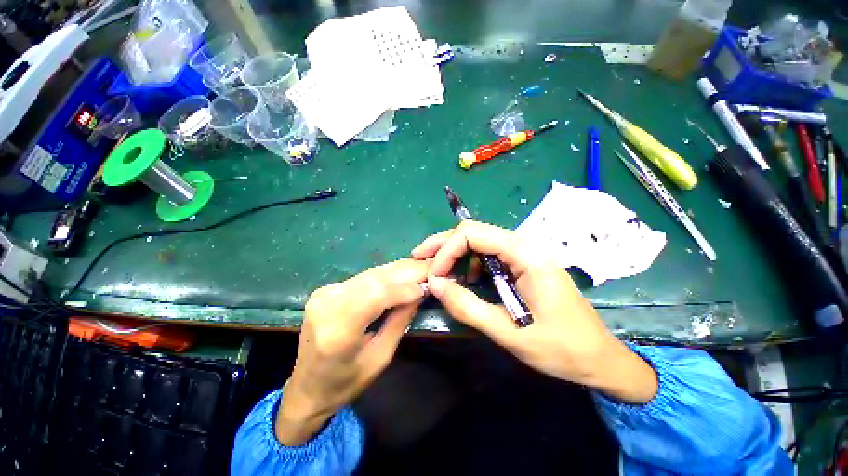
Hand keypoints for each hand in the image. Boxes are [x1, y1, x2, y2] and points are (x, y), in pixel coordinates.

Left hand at [276, 259, 428, 445]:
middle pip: (375, 279)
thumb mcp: (380, 358)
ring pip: (371, 273)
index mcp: (338, 329)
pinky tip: (403, 272)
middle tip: (432, 266)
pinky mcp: (328, 289)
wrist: (306, 387)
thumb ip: (400, 321)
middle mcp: (328, 303)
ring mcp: (325, 293)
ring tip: (422, 266)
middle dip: (407, 271)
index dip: (405, 287)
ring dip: (399, 269)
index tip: (428, 285)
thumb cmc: (345, 383)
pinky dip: (386, 275)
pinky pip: (364, 277)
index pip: (376, 294)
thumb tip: (420, 291)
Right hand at [412, 221, 657, 403]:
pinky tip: (466, 280)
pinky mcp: (523, 263)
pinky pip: (489, 254)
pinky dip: (469, 263)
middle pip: (474, 232)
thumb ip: (467, 306)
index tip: (432, 275)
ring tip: (441, 275)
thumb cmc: (561, 348)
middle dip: (444, 245)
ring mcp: (524, 253)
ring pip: (479, 241)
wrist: (600, 358)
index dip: (446, 250)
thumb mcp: (508, 332)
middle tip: (420, 260)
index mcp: (526, 255)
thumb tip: (434, 284)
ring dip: (455, 254)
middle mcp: (524, 245)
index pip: (473, 235)